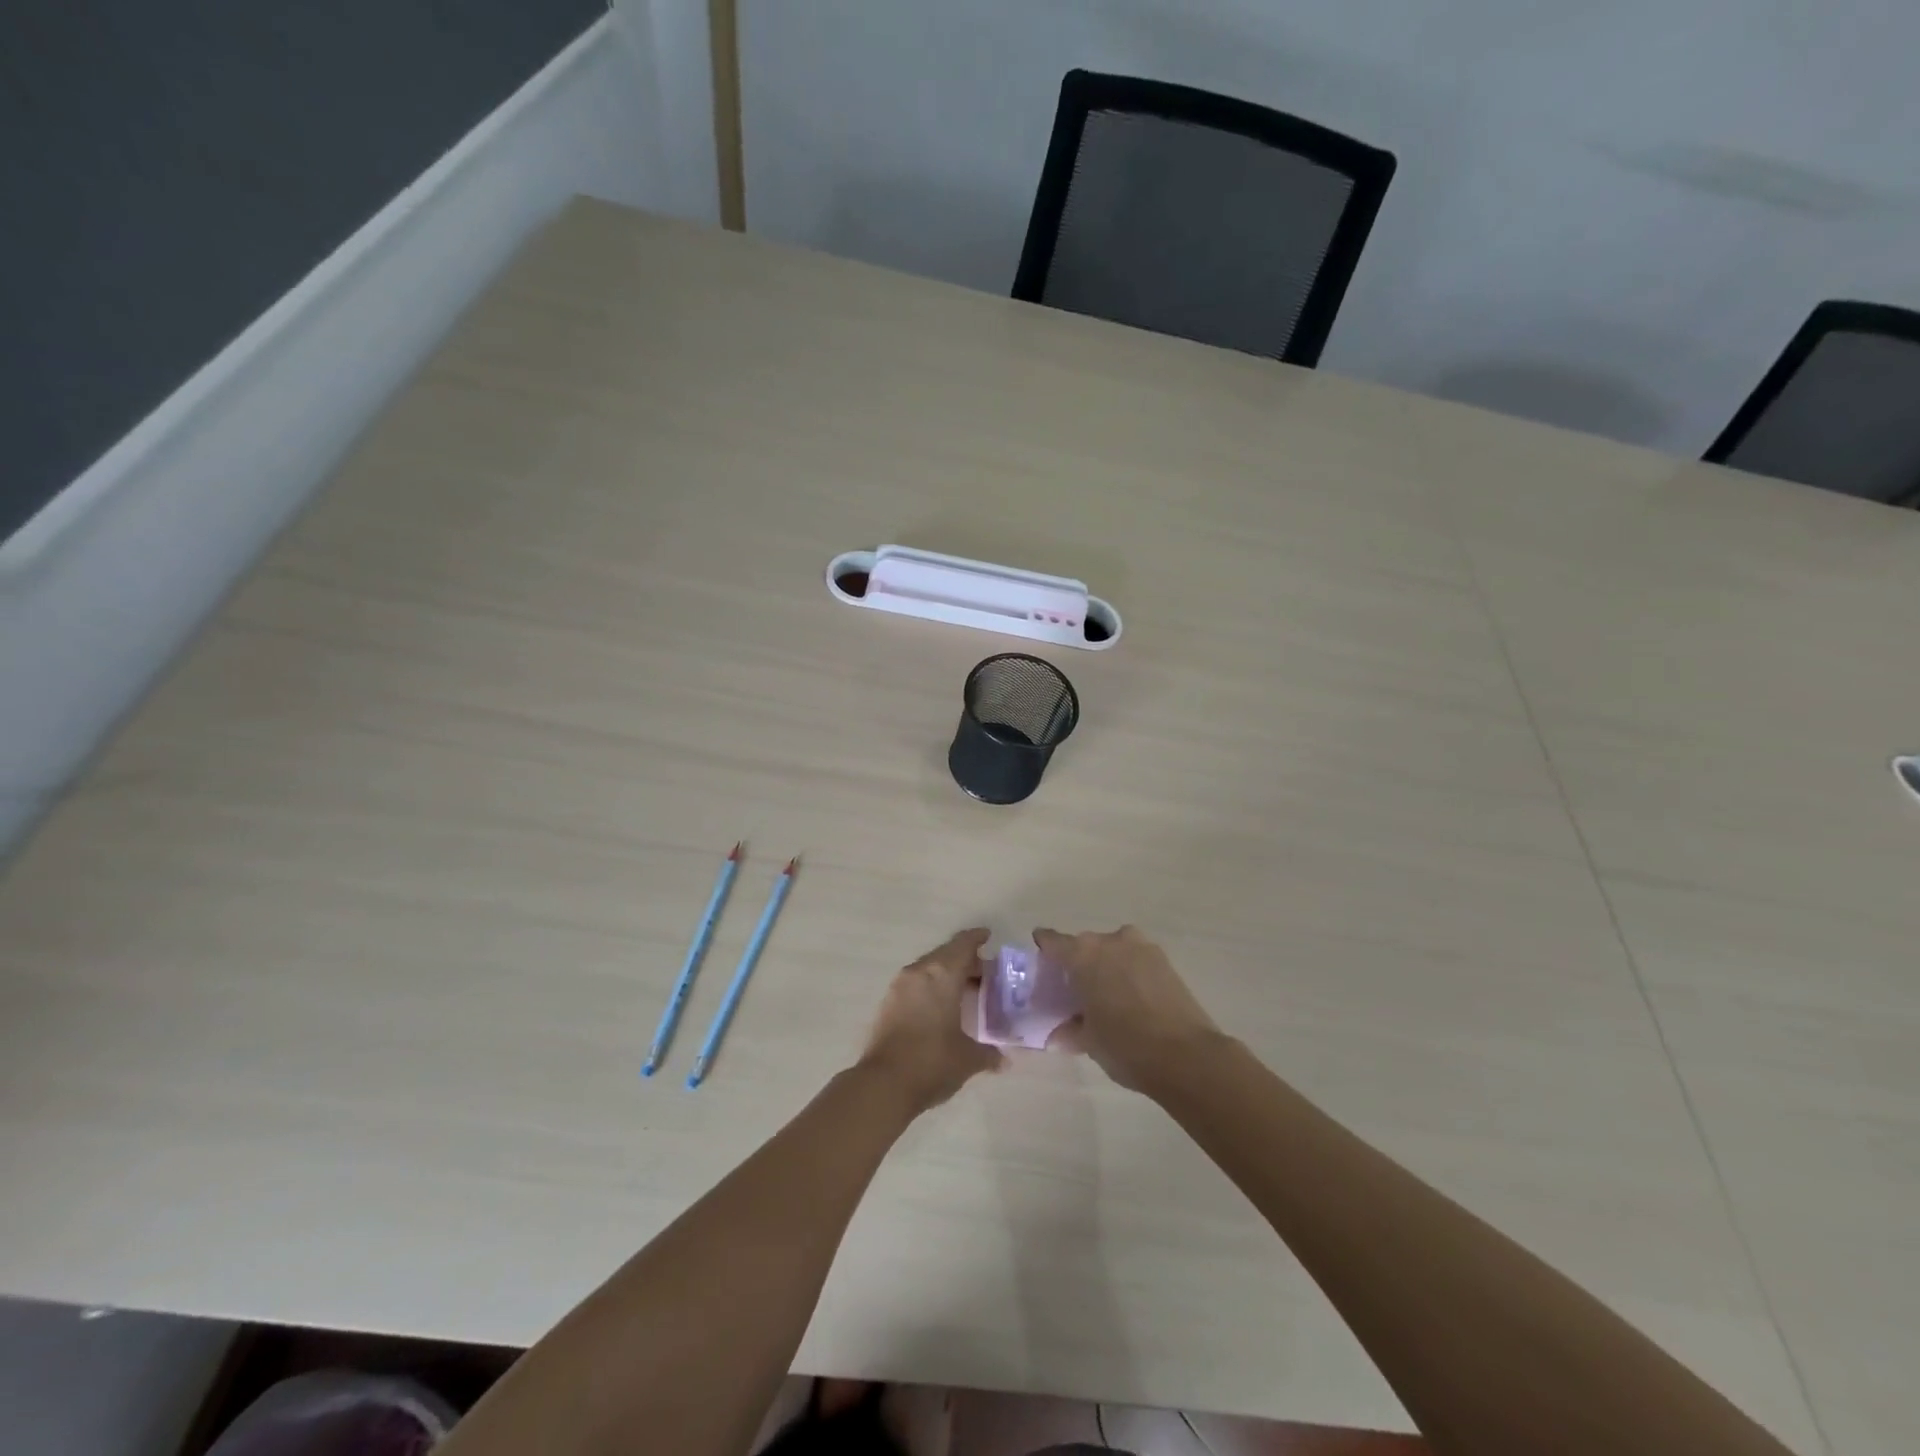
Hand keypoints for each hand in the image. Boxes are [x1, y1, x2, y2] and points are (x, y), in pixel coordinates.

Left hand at [859, 929, 1004, 1113]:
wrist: (883, 1084)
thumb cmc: (932, 1062)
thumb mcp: (968, 1058)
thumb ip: (989, 1054)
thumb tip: (1004, 1060)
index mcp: (942, 974)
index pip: (963, 944)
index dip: (977, 938)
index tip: (988, 937)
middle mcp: (920, 971)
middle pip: (946, 954)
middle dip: (965, 960)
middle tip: (986, 974)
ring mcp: (900, 986)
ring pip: (929, 968)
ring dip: (947, 974)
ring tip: (965, 991)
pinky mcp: (888, 1002)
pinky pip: (915, 983)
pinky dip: (931, 987)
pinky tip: (941, 1007)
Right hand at [1033, 925, 1222, 1093]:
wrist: (1187, 1056)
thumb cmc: (1125, 1045)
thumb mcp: (1088, 1041)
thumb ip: (1069, 1031)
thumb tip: (1058, 1034)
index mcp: (1083, 954)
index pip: (1053, 941)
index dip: (1044, 951)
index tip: (1042, 965)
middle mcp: (1111, 940)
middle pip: (1085, 946)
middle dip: (1078, 964)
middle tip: (1074, 991)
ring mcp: (1142, 948)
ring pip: (1113, 951)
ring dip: (1106, 967)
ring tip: (1106, 996)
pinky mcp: (1166, 961)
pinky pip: (1136, 960)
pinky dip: (1128, 974)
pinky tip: (1130, 1000)